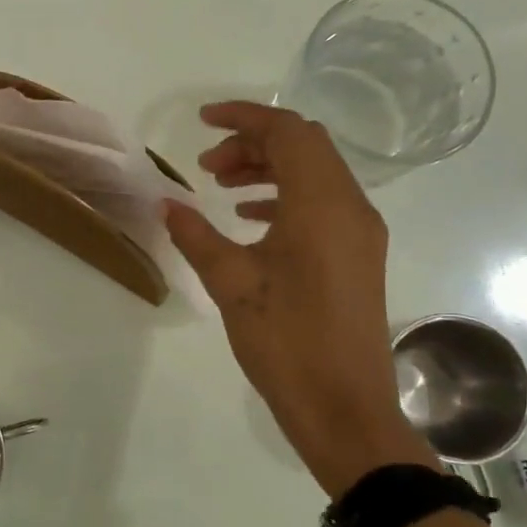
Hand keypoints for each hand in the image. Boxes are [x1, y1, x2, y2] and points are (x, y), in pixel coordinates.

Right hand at [164, 101, 433, 494]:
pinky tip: (249, 220)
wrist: (344, 408)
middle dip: (254, 143)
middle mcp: (351, 207)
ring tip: (222, 189)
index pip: (288, 133)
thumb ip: (196, 235)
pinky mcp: (358, 255)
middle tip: (207, 166)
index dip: (244, 118)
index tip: (202, 122)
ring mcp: (360, 232)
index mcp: (322, 205)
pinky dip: (285, 197)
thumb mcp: (230, 283)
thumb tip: (166, 203)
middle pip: (306, 147)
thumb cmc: (286, 341)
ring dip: (269, 169)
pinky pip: (323, 204)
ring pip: (315, 174)